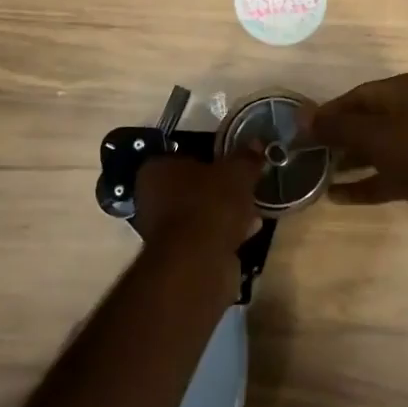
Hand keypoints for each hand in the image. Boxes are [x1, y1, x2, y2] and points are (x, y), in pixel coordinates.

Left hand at [132, 150, 262, 255]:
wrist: (198, 262)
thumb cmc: (210, 204)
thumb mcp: (236, 172)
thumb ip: (245, 158)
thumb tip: (255, 144)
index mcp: (156, 170)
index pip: (182, 157)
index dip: (209, 159)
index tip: (231, 164)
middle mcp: (151, 199)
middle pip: (191, 187)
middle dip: (218, 189)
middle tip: (244, 188)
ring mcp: (162, 231)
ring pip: (199, 214)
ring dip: (224, 213)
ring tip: (252, 210)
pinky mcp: (178, 257)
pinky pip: (205, 237)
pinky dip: (224, 234)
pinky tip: (249, 232)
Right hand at [308, 74, 407, 240]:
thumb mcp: (376, 135)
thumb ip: (338, 127)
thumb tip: (301, 118)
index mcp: (403, 91)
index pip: (357, 96)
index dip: (329, 112)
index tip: (300, 129)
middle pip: (364, 122)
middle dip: (335, 137)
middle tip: (303, 153)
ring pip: (373, 150)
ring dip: (346, 161)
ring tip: (313, 173)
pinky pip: (383, 176)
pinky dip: (362, 184)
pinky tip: (335, 196)